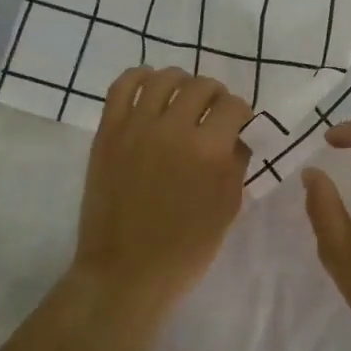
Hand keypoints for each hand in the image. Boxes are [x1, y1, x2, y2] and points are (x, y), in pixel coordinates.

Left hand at [66, 67, 253, 350]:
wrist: (125, 272)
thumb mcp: (227, 208)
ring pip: (163, 78)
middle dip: (216, 95)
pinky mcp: (108, 132)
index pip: (233, 106)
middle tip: (214, 113)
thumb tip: (237, 136)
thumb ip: (236, 164)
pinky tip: (150, 86)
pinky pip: (121, 87)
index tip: (239, 124)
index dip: (242, 113)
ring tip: (183, 97)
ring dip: (181, 81)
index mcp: (208, 150)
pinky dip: (139, 77)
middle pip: (201, 86)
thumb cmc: (186, 248)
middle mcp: (173, 128)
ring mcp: (136, 127)